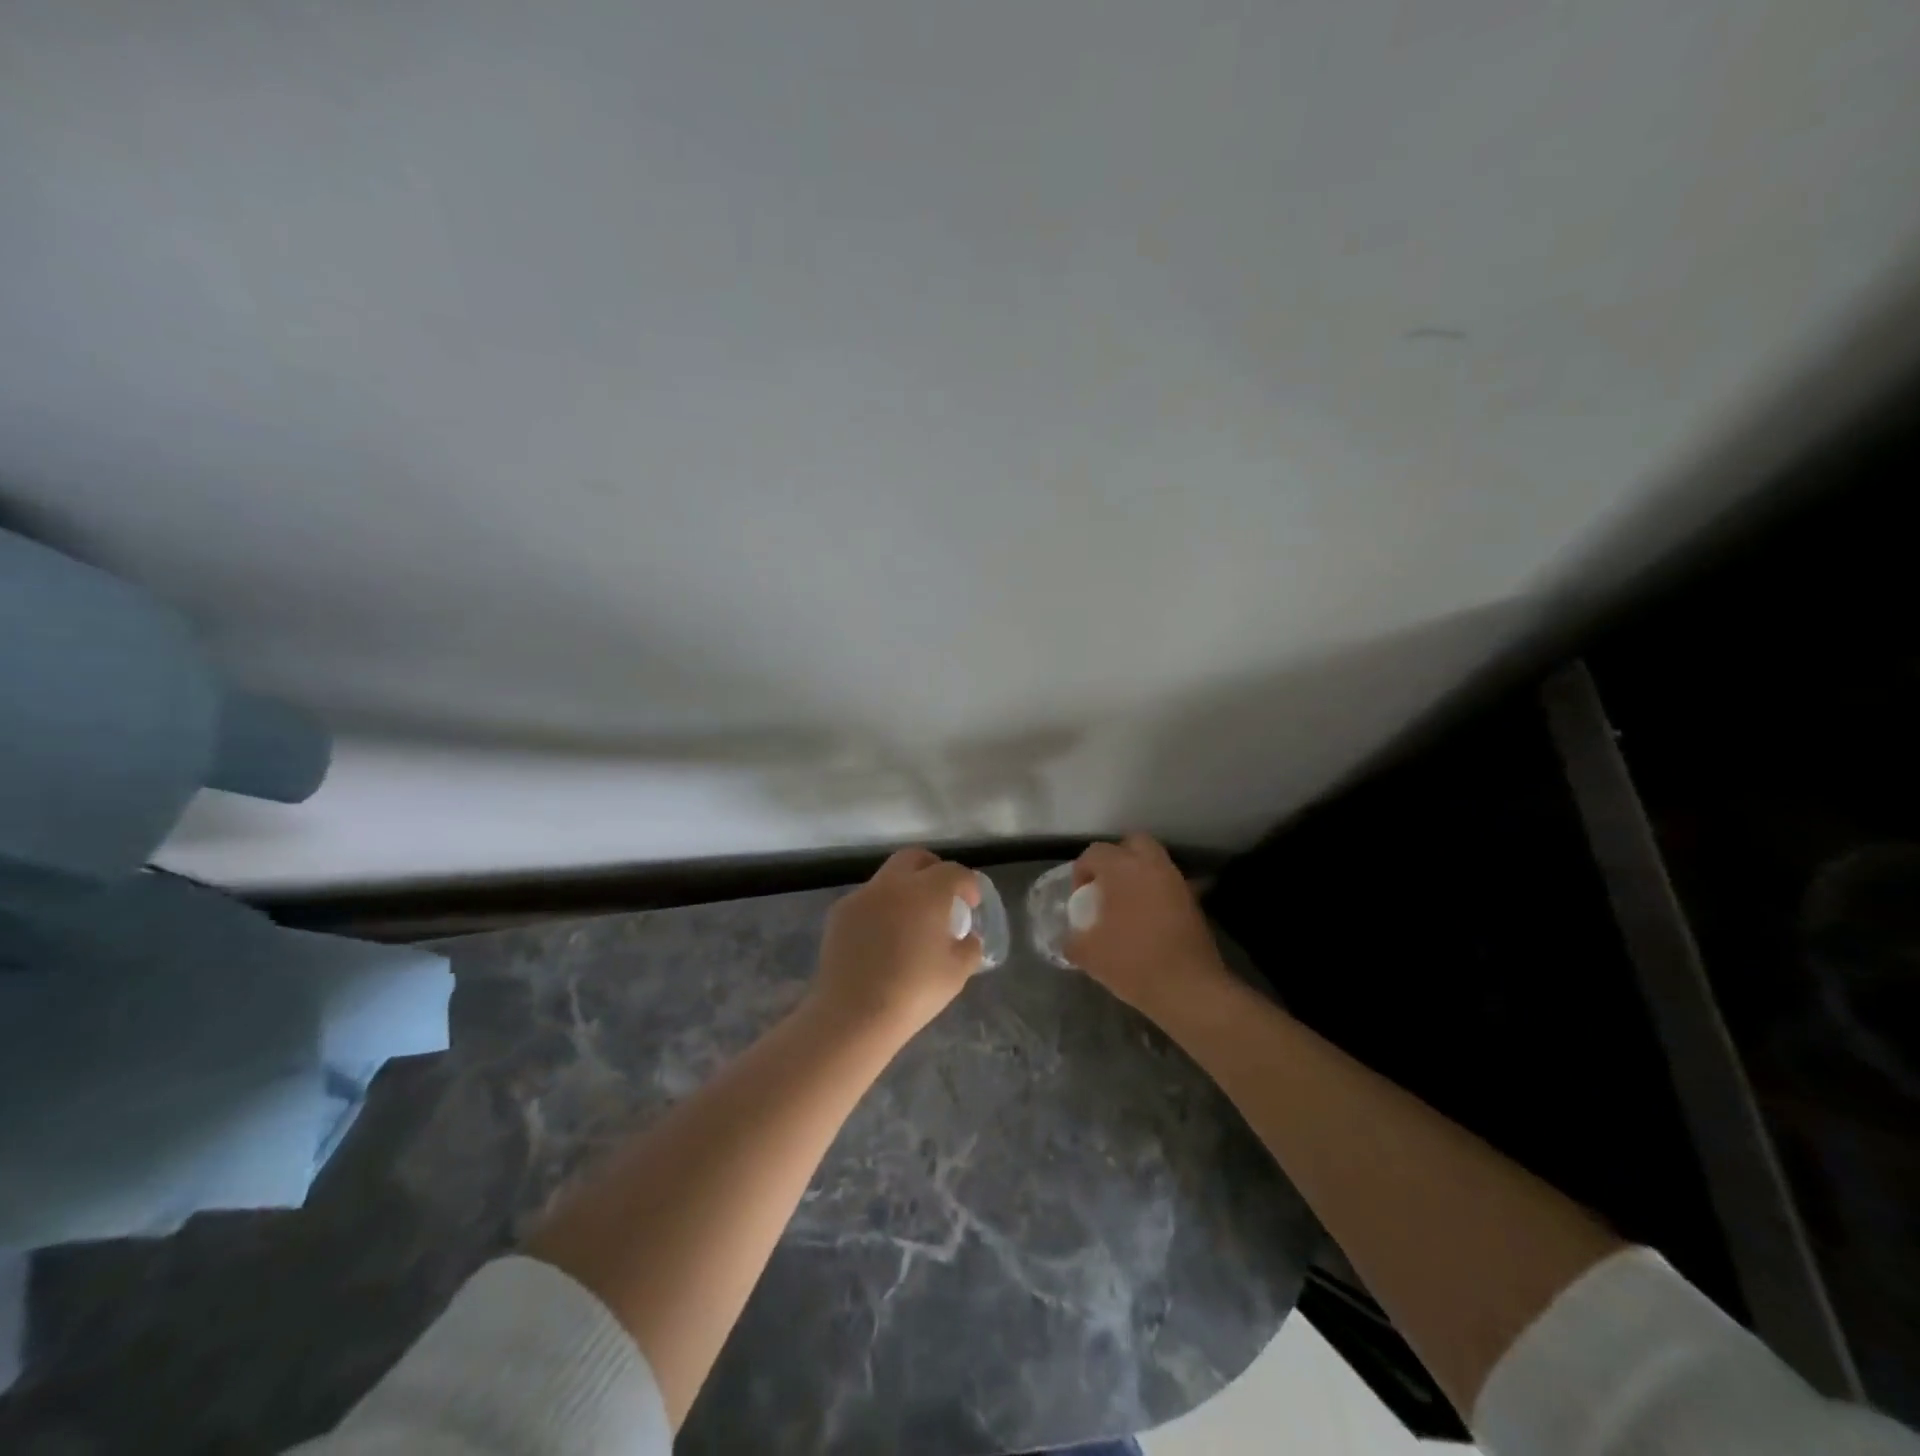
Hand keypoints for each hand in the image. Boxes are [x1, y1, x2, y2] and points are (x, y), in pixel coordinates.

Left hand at [809, 848, 981, 1039]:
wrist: (854, 1014)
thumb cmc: (913, 992)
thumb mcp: (957, 973)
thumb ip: (969, 947)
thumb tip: (968, 937)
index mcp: (926, 892)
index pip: (953, 872)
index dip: (967, 884)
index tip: (971, 904)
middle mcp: (892, 884)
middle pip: (915, 858)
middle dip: (933, 869)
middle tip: (942, 895)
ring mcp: (862, 896)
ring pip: (888, 878)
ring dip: (905, 889)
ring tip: (911, 921)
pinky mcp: (839, 914)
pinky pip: (867, 900)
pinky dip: (880, 908)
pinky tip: (882, 939)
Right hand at [1068, 834, 1229, 1018]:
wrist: (1187, 988)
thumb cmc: (1132, 962)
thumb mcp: (1088, 954)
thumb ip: (1072, 940)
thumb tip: (1070, 939)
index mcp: (1122, 869)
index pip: (1095, 853)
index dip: (1081, 871)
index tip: (1079, 897)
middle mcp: (1152, 866)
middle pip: (1133, 843)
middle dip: (1116, 858)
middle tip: (1105, 886)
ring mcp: (1176, 882)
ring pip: (1154, 862)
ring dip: (1138, 875)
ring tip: (1125, 905)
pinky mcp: (1193, 902)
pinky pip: (1168, 885)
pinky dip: (1155, 893)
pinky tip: (1146, 920)